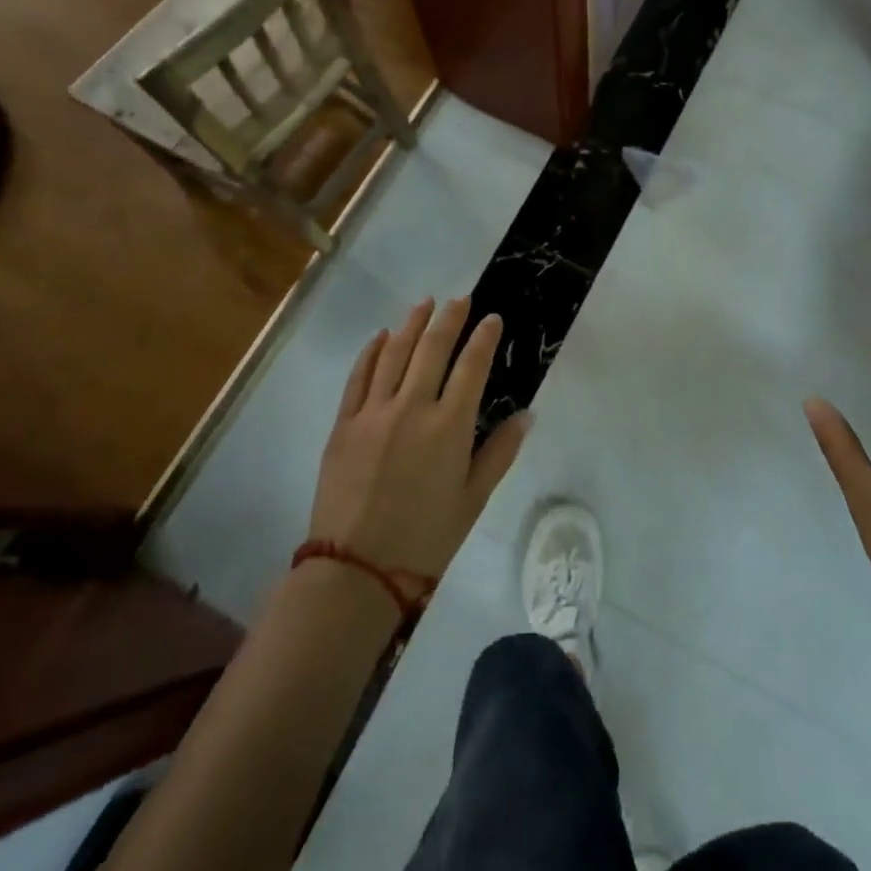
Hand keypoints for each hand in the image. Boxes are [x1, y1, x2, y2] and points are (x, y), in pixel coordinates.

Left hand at [308, 298, 529, 589]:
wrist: (356, 570)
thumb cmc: (425, 539)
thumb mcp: (474, 499)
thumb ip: (500, 452)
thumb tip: (526, 415)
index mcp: (449, 426)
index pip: (471, 366)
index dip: (484, 338)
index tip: (492, 318)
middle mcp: (412, 408)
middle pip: (432, 348)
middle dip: (449, 318)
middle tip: (461, 299)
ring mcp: (373, 412)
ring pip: (395, 353)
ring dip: (412, 323)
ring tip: (425, 303)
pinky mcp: (344, 423)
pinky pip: (359, 376)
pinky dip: (372, 351)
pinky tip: (382, 336)